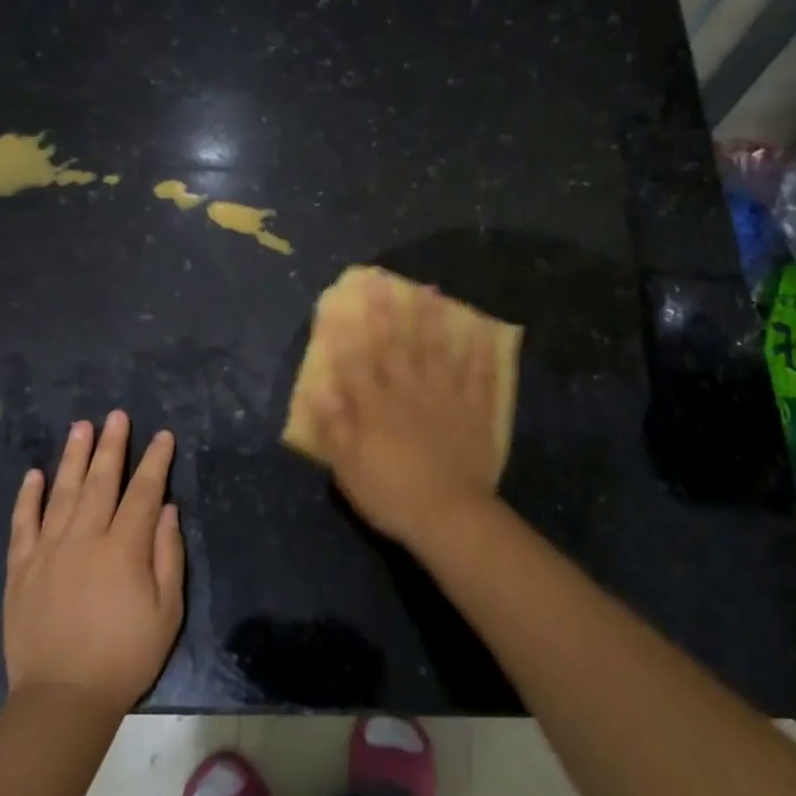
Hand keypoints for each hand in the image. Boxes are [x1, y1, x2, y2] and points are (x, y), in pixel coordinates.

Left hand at [4, 411, 183, 712]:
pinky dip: (28, 497)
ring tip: (81, 427)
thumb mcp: (167, 610)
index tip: (162, 436)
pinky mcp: (20, 569)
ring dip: (73, 457)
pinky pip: (23, 523)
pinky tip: (34, 474)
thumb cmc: (126, 656)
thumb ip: (168, 554)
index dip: (155, 461)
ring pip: (62, 492)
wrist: (62, 699)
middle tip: (116, 415)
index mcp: (123, 548)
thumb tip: (165, 509)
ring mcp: (47, 551)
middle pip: (100, 481)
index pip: (143, 491)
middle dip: (112, 445)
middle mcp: (84, 538)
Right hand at [307, 278, 502, 548]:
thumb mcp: (349, 468)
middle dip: (385, 310)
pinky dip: (477, 352)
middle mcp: (408, 391)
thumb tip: (317, 388)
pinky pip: (477, 375)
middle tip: (380, 279)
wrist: (449, 516)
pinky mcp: (473, 410)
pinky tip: (478, 331)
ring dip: (432, 319)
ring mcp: (444, 396)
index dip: (345, 331)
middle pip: (395, 344)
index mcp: (376, 406)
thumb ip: (334, 426)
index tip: (337, 303)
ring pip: (436, 350)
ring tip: (430, 289)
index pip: (356, 361)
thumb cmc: (391, 495)